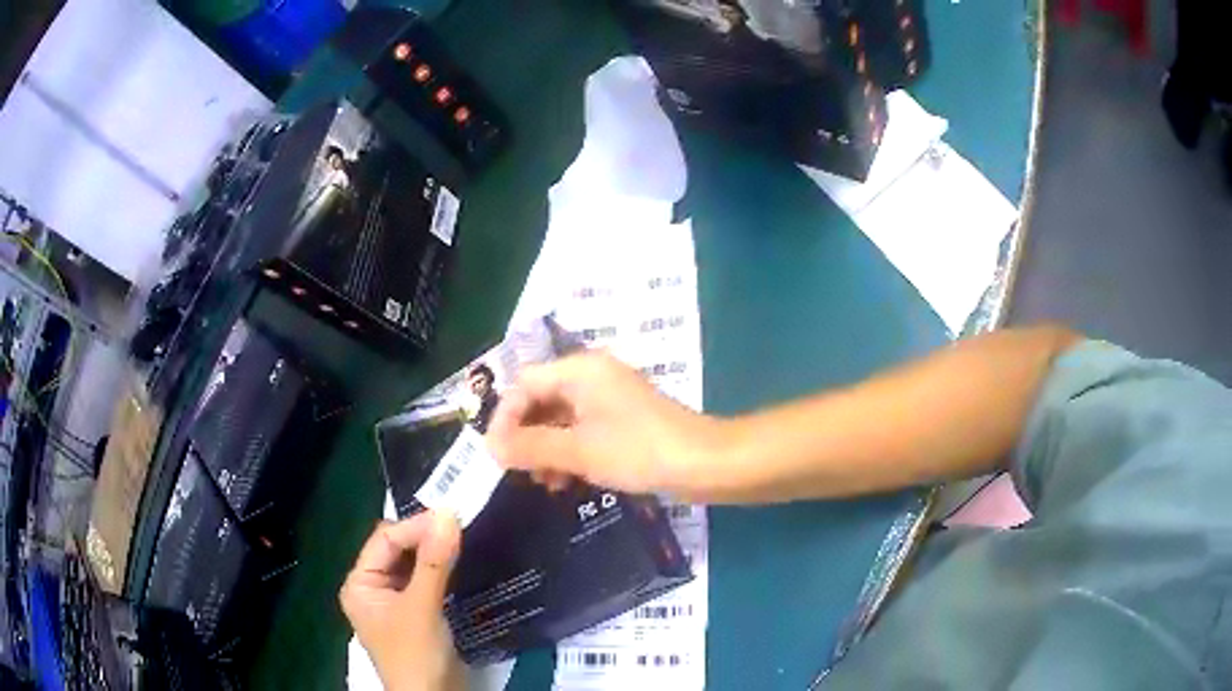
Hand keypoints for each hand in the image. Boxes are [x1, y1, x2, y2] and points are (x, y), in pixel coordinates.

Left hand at [339, 512, 464, 690]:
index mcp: (361, 584)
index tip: (451, 515)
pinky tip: (460, 562)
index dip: (415, 526)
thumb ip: (434, 562)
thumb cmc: (416, 655)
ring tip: (463, 537)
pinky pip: (426, 581)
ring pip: (413, 565)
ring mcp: (395, 603)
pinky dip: (441, 570)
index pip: (384, 541)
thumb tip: (449, 513)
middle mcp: (373, 589)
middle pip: (397, 550)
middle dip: (424, 537)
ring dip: (435, 552)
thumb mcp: (422, 607)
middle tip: (460, 524)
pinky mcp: (417, 614)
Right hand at [487, 351, 720, 496]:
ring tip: (542, 482)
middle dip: (525, 436)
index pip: (524, 384)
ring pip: (561, 418)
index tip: (495, 454)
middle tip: (515, 470)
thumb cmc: (638, 451)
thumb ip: (530, 446)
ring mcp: (609, 398)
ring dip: (546, 448)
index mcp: (580, 370)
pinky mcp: (622, 420)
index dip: (504, 418)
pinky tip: (565, 482)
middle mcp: (592, 376)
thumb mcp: (578, 451)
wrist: (703, 464)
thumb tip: (490, 447)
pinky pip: (582, 431)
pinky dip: (569, 453)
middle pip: (541, 399)